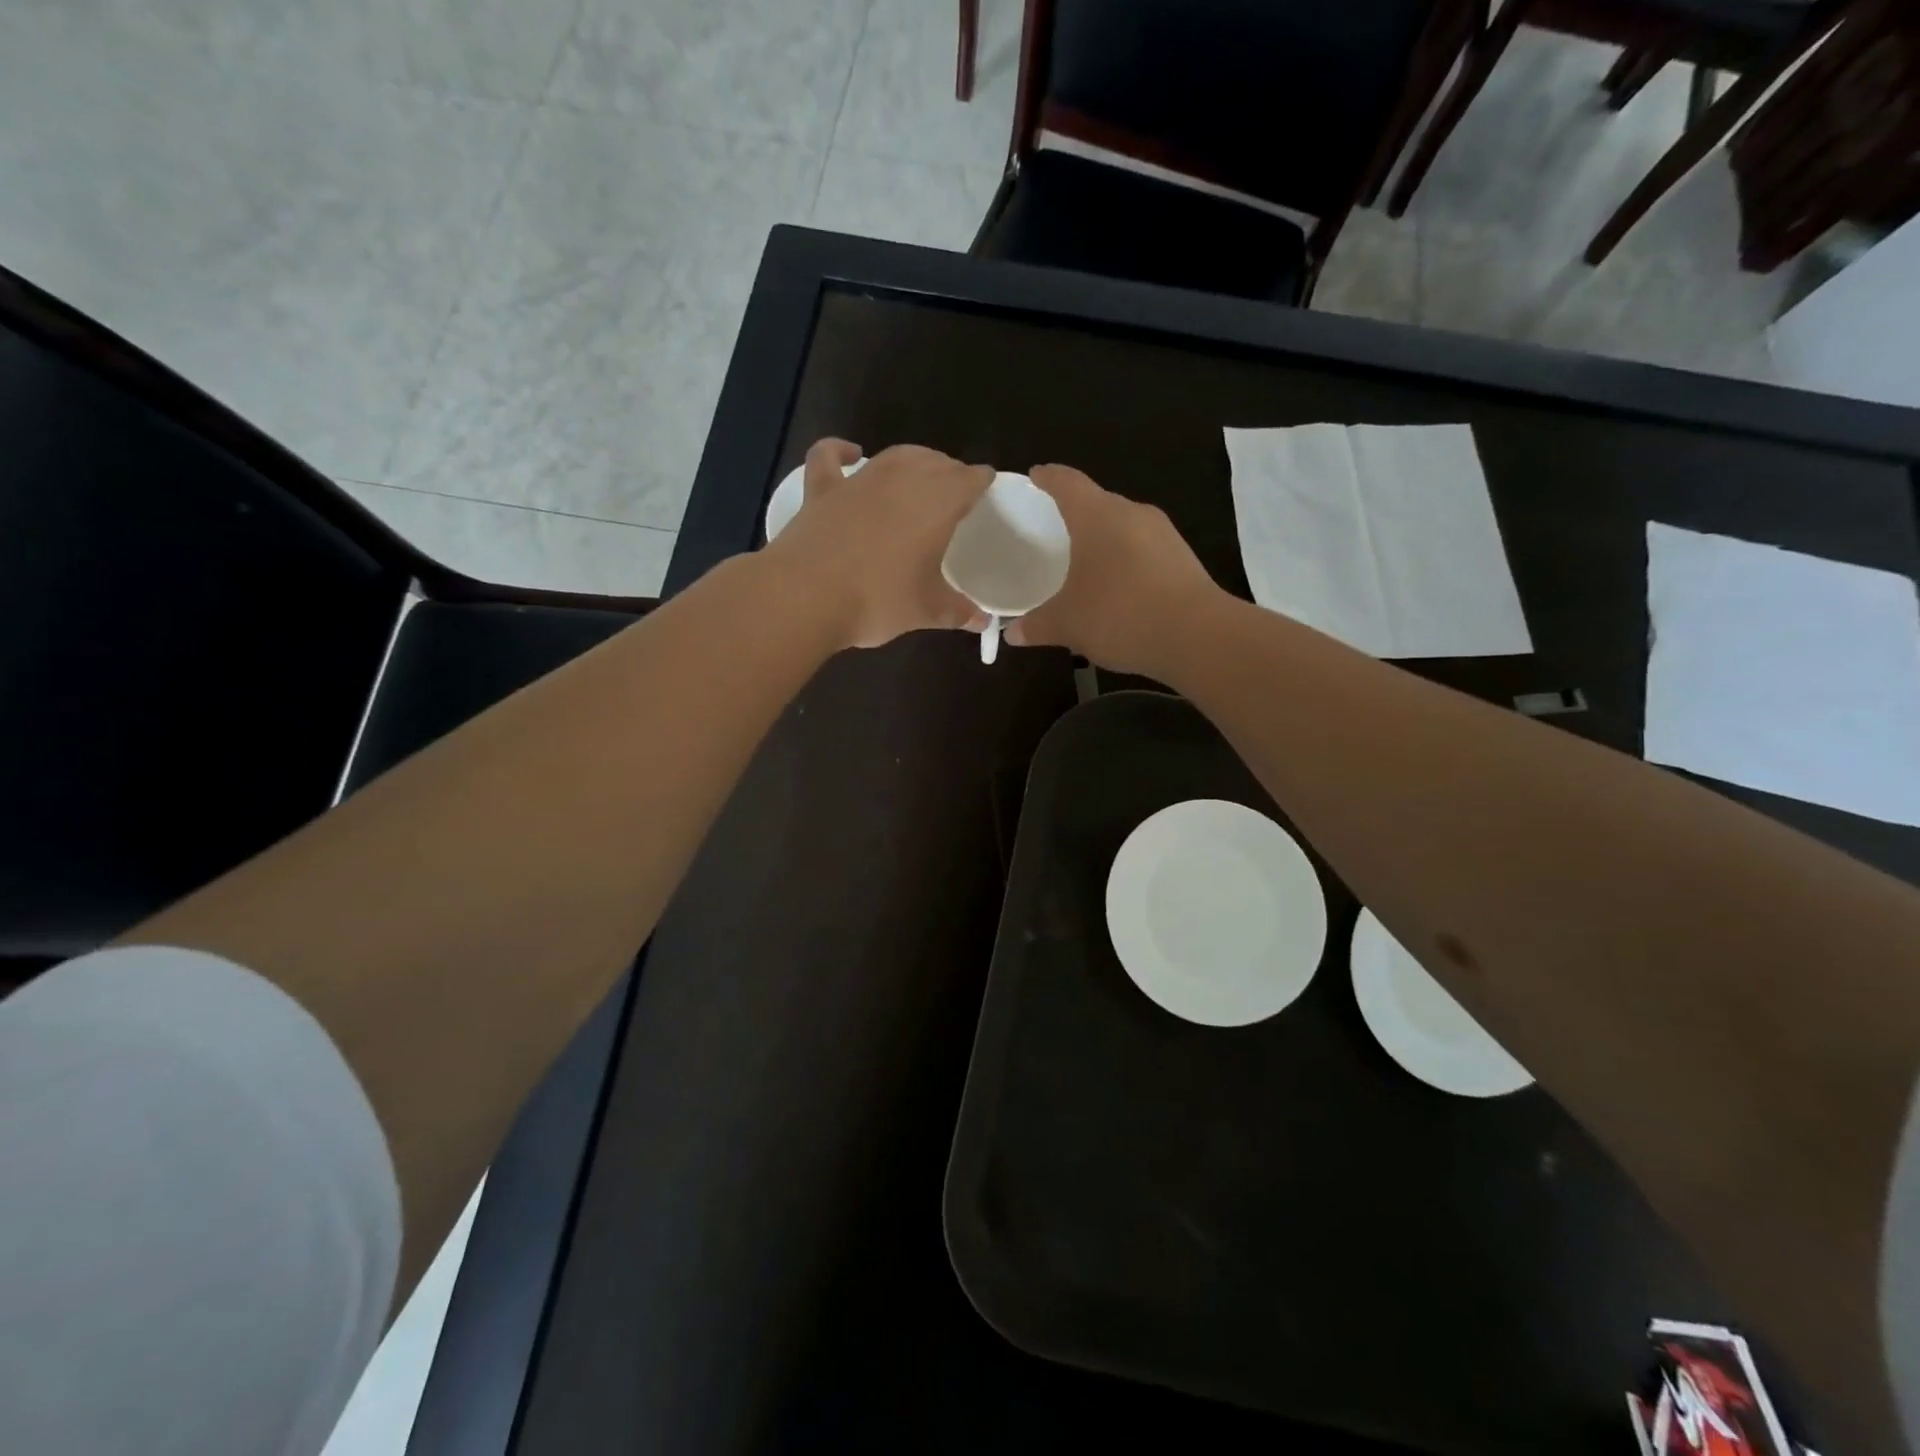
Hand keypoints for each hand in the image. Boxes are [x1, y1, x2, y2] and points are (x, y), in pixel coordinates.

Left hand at [766, 438, 992, 648]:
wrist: (806, 596)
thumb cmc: (878, 601)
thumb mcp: (926, 610)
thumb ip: (958, 612)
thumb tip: (982, 620)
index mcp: (937, 503)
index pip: (969, 479)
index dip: (981, 481)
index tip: (987, 487)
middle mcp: (902, 480)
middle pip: (935, 462)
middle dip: (949, 471)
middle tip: (955, 489)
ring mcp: (859, 481)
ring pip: (894, 456)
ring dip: (912, 460)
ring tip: (919, 472)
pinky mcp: (822, 489)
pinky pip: (829, 457)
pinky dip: (840, 451)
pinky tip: (850, 453)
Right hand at [1006, 464, 1222, 675]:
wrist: (1196, 636)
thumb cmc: (1120, 615)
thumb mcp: (1068, 624)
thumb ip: (1037, 625)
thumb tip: (1012, 633)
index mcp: (1098, 516)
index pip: (1067, 483)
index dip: (1048, 477)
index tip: (1035, 475)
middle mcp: (1132, 513)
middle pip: (1098, 502)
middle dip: (1076, 512)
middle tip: (1054, 527)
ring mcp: (1163, 534)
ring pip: (1123, 526)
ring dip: (1104, 538)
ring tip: (1085, 559)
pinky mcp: (1182, 558)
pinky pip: (1143, 549)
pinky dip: (1125, 559)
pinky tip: (1117, 585)